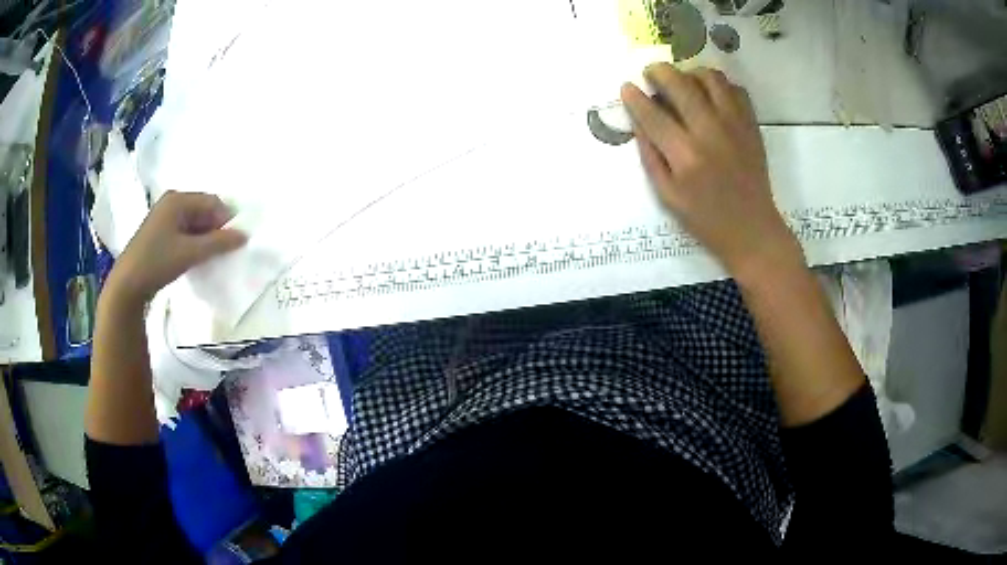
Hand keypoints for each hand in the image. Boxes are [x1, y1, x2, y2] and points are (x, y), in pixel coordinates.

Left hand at [106, 191, 246, 305]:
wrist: (127, 285)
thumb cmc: (158, 261)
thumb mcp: (190, 252)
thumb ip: (218, 243)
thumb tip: (244, 235)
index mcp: (178, 199)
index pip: (212, 202)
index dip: (225, 219)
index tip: (233, 242)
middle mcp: (171, 202)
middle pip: (202, 210)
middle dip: (215, 229)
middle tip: (223, 251)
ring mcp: (163, 217)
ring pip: (193, 222)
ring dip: (204, 237)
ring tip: (209, 257)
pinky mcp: (159, 233)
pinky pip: (184, 231)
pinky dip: (193, 242)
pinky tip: (194, 257)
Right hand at [620, 64, 803, 281]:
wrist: (752, 229)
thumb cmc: (705, 218)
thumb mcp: (667, 195)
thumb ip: (650, 155)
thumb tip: (638, 120)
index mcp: (685, 155)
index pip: (652, 113)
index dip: (635, 97)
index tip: (627, 87)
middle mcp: (709, 132)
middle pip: (680, 83)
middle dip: (659, 71)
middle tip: (652, 74)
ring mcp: (734, 125)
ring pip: (710, 77)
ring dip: (690, 73)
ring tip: (684, 82)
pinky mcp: (751, 125)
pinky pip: (735, 89)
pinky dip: (720, 86)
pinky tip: (711, 96)